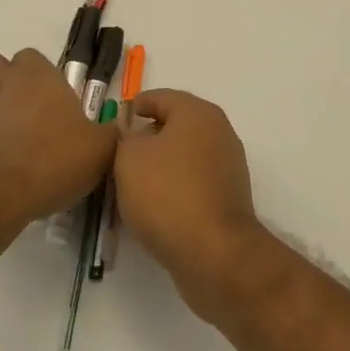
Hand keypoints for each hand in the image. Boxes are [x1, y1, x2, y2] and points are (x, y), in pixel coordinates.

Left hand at [0, 49, 115, 227]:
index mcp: (36, 75)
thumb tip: (116, 131)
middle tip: (18, 105)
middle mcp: (0, 83)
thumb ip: (109, 135)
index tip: (50, 97)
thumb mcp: (100, 149)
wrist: (0, 193)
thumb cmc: (54, 159)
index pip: (30, 56)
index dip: (37, 73)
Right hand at [114, 89, 267, 320]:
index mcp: (197, 113)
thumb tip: (134, 138)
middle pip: (177, 126)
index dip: (139, 104)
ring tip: (132, 182)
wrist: (214, 253)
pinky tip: (154, 205)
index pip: (162, 97)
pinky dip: (175, 187)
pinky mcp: (229, 199)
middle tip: (121, 151)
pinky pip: (194, 182)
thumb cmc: (167, 193)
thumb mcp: (128, 158)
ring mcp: (228, 167)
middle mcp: (219, 133)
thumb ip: (124, 138)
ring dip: (161, 164)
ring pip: (186, 156)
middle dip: (149, 136)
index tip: (121, 116)